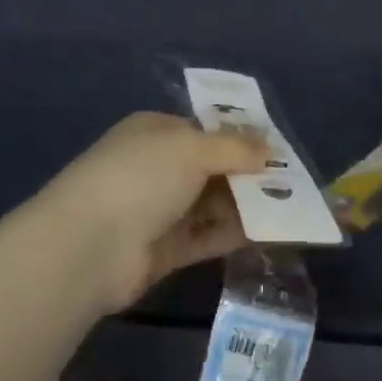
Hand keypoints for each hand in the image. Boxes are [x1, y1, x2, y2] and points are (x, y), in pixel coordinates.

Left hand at [43, 113, 271, 312]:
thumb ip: (235, 147)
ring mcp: (159, 211)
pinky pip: (207, 237)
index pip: (204, 130)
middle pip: (212, 169)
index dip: (240, 138)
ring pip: (212, 204)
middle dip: (249, 174)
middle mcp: (156, 168)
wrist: (89, 246)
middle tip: (292, 182)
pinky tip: (269, 232)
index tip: (277, 150)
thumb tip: (269, 148)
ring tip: (290, 207)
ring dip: (247, 206)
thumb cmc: (141, 178)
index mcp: (154, 133)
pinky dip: (235, 233)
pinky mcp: (165, 250)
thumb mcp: (192, 149)